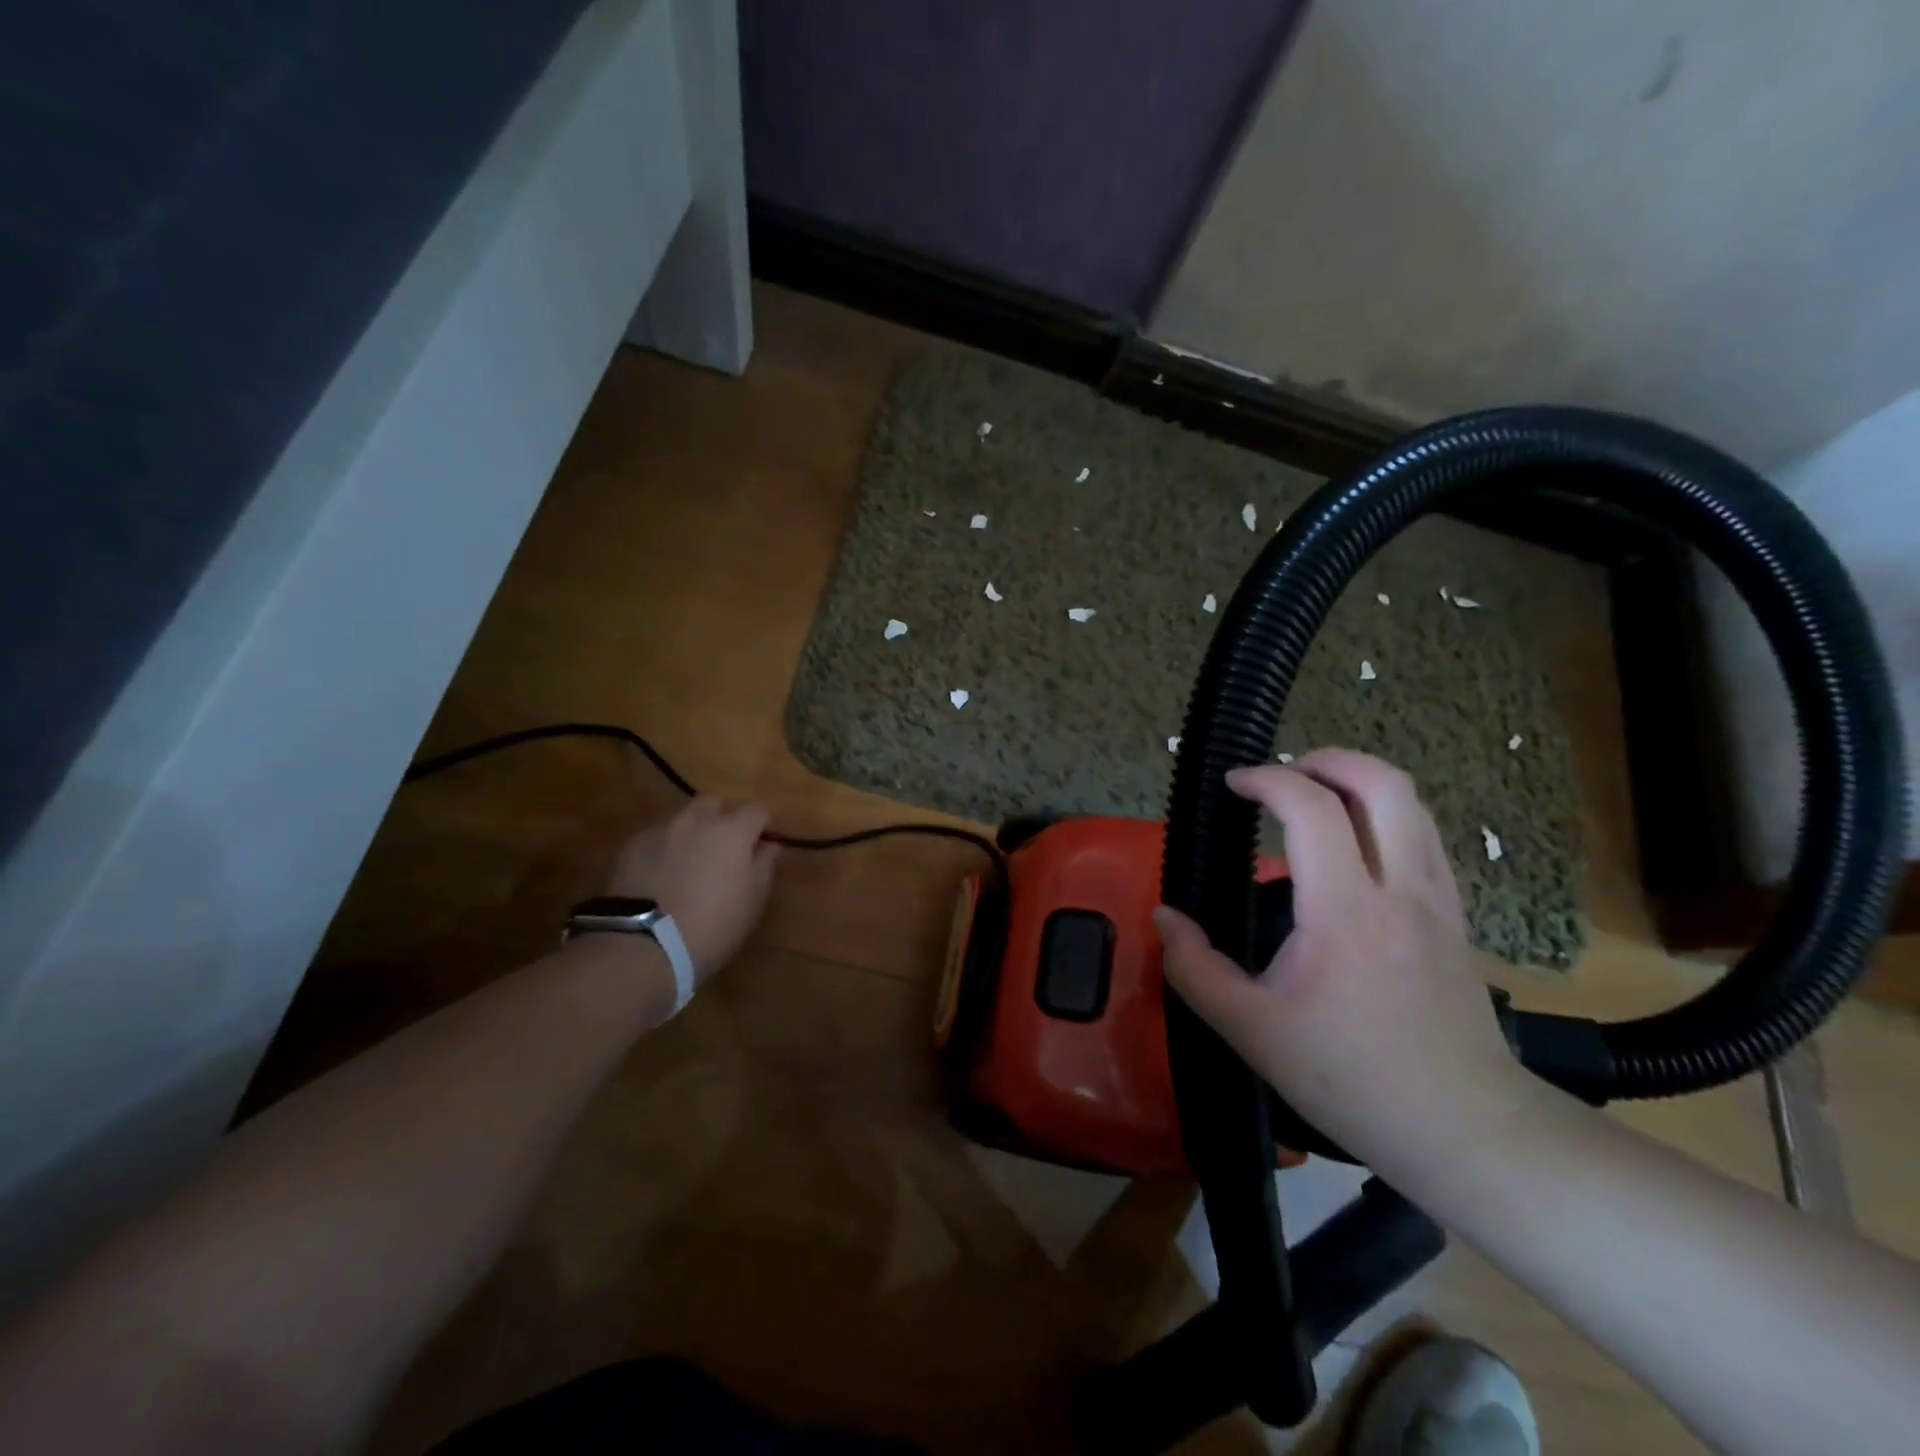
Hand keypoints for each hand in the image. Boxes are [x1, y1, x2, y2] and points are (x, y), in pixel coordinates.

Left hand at [602, 797, 778, 980]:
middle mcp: (696, 820)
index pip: (757, 810)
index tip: (759, 847)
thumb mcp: (752, 902)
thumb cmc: (712, 926)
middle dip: (722, 818)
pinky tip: (660, 873)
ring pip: (682, 816)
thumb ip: (764, 866)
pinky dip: (663, 847)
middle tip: (723, 849)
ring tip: (689, 860)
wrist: (642, 946)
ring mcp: (660, 830)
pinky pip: (655, 836)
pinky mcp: (630, 846)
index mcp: (732, 831)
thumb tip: (769, 845)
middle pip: (714, 803)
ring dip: (691, 830)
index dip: (761, 826)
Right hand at [1153, 749, 1535, 1171]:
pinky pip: (1422, 835)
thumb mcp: (1250, 1030)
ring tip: (1313, 796)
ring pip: (1411, 803)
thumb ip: (1194, 968)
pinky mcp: (1455, 915)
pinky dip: (1383, 814)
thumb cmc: (1351, 1078)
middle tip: (1282, 773)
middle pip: (1382, 782)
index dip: (1267, 780)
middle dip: (1326, 759)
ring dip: (1358, 781)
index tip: (1233, 784)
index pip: (1312, 808)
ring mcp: (1437, 898)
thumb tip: (1165, 918)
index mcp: (1345, 911)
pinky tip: (1352, 845)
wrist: (1465, 1129)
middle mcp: (1399, 887)